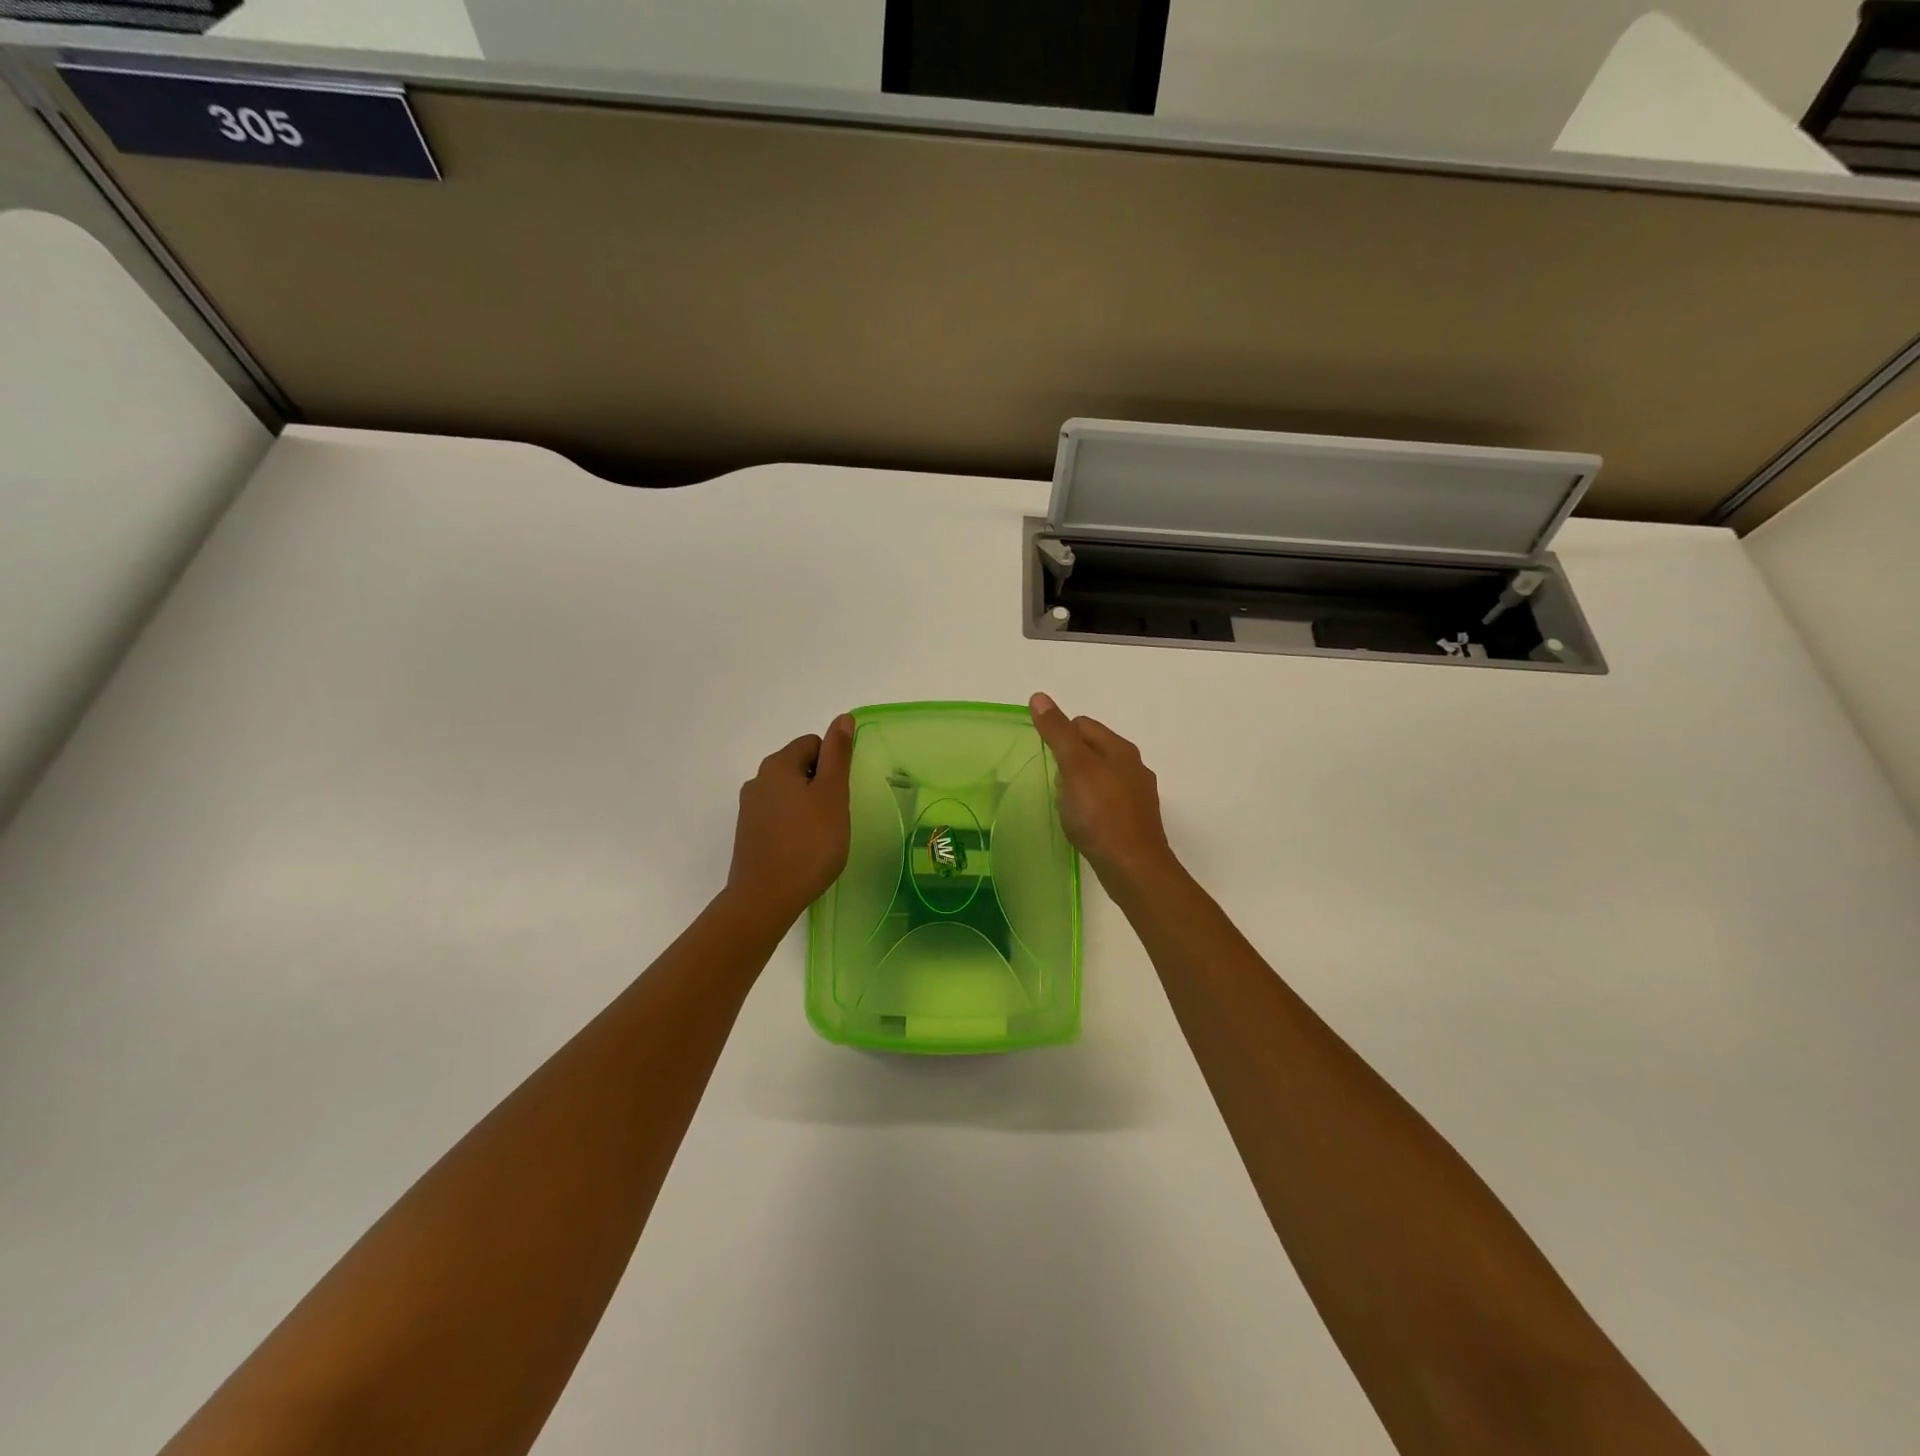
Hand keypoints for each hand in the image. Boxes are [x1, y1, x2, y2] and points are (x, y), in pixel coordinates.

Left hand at [725, 716, 854, 921]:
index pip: (813, 744)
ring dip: (808, 806)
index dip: (833, 765)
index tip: (840, 795)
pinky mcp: (748, 833)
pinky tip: (803, 849)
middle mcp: (758, 780)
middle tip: (834, 817)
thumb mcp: (832, 795)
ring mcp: (749, 808)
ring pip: (789, 793)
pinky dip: (794, 825)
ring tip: (820, 836)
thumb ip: (838, 755)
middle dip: (820, 785)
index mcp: (777, 765)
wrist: (766, 897)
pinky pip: (778, 816)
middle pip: (800, 767)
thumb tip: (842, 718)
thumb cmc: (809, 844)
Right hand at [1028, 693, 1178, 891]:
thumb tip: (1039, 697)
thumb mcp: (1075, 767)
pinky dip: (1090, 808)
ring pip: (1098, 778)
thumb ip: (1057, 732)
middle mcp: (1134, 767)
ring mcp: (1137, 796)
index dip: (1060, 736)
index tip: (1048, 761)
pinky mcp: (1134, 821)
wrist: (1133, 868)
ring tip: (1067, 808)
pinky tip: (1082, 825)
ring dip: (1079, 787)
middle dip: (1068, 764)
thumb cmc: (1101, 814)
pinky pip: (1105, 803)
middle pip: (1091, 751)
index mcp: (1121, 749)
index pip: (1082, 724)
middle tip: (1056, 786)